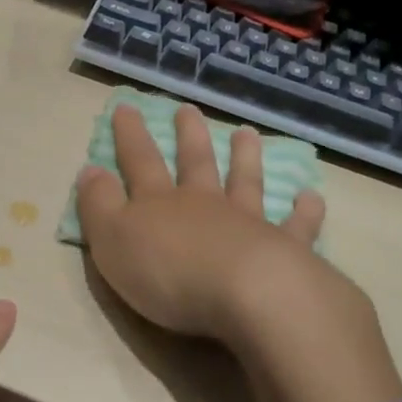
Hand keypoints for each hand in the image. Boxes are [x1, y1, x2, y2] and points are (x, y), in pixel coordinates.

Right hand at [76, 103, 401, 401]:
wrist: (246, 294)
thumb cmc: (169, 272)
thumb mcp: (112, 240)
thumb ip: (98, 205)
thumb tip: (90, 170)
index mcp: (160, 204)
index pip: (139, 161)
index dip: (130, 135)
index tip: (126, 107)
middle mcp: (205, 204)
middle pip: (196, 163)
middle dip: (189, 136)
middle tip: (190, 110)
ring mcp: (248, 223)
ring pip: (245, 182)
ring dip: (245, 158)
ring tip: (247, 134)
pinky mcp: (286, 250)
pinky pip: (296, 226)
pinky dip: (304, 212)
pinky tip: (311, 197)